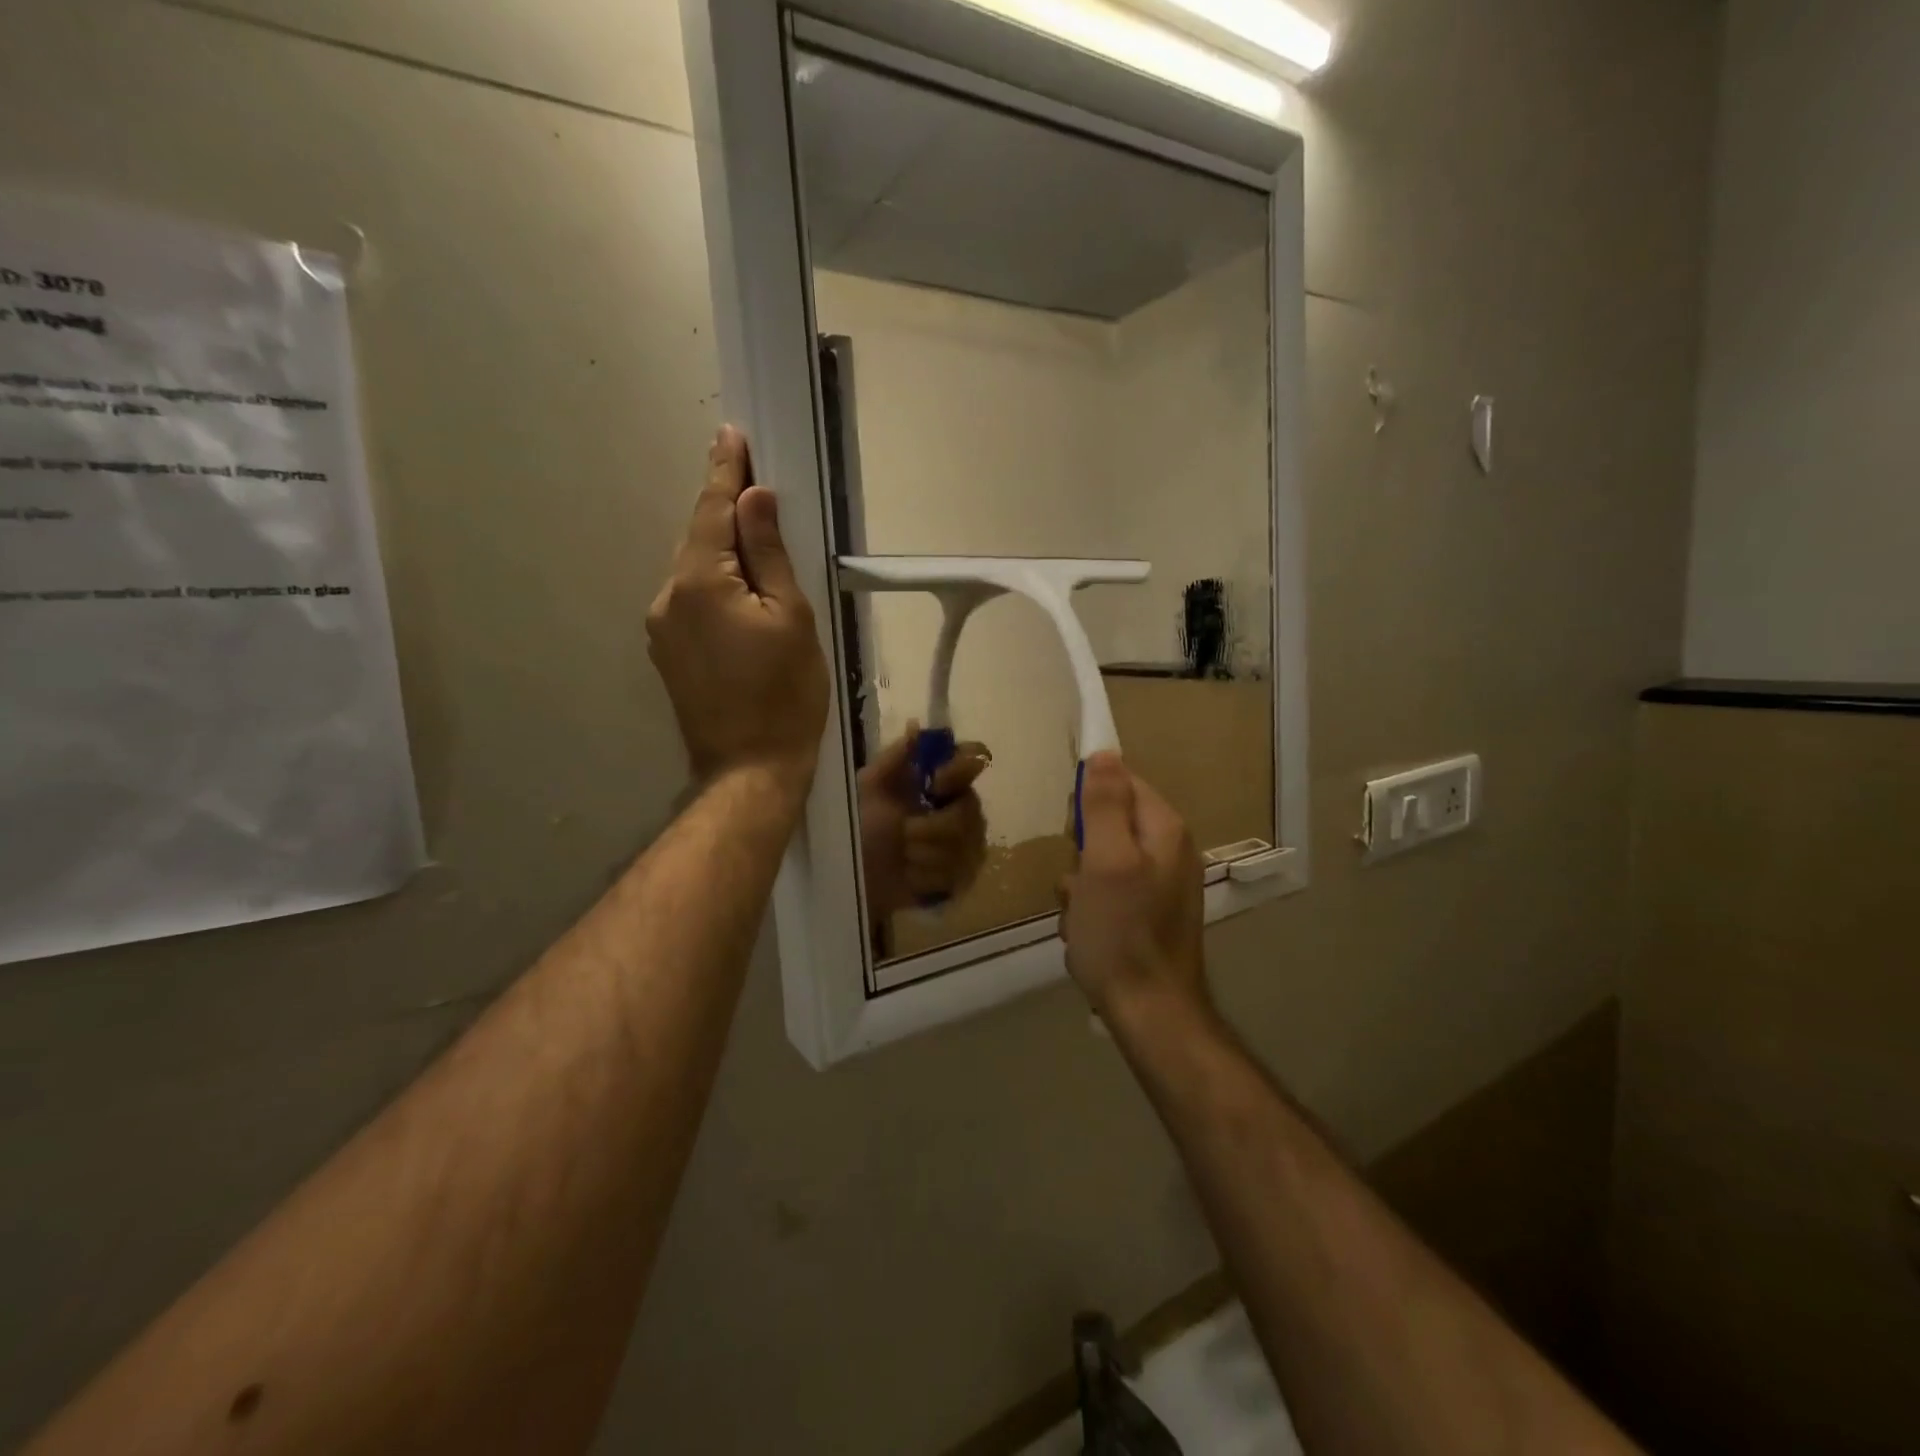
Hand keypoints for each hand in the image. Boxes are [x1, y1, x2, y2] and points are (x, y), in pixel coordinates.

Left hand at [647, 426, 828, 798]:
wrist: (749, 768)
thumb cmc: (785, 694)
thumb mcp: (791, 618)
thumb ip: (770, 554)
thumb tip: (755, 498)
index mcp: (700, 582)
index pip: (714, 511)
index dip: (725, 472)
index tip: (731, 434)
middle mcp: (668, 596)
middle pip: (700, 538)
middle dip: (724, 509)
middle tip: (750, 479)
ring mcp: (662, 628)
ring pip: (695, 571)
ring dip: (721, 551)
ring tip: (754, 540)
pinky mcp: (667, 653)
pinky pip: (691, 600)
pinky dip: (714, 584)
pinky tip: (738, 591)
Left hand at [858, 727, 990, 918]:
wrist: (855, 876)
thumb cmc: (860, 827)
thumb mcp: (870, 787)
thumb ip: (895, 757)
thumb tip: (916, 725)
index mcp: (941, 781)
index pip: (974, 759)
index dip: (958, 770)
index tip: (934, 782)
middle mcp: (963, 808)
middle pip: (969, 809)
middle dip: (930, 826)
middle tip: (904, 832)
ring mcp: (968, 845)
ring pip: (962, 844)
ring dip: (922, 853)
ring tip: (902, 856)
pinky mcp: (964, 878)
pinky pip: (956, 873)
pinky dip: (925, 875)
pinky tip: (910, 876)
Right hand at [1058, 752, 1208, 1027]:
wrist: (1151, 1012)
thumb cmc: (1121, 933)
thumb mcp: (1105, 861)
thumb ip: (1106, 805)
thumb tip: (1104, 752)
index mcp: (1164, 829)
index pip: (1123, 781)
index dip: (1090, 800)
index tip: (1073, 831)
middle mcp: (1170, 850)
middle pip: (1111, 821)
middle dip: (1082, 847)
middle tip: (1078, 878)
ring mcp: (1162, 884)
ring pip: (1103, 860)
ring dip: (1081, 883)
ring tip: (1079, 913)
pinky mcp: (1150, 914)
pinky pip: (1110, 892)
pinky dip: (1091, 908)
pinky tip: (1086, 932)